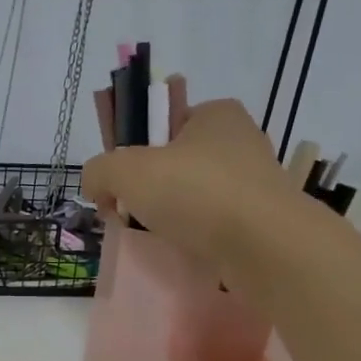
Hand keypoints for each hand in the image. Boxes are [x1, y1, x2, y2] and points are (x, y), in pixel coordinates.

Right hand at [81, 99, 318, 268]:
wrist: (264, 245)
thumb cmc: (195, 192)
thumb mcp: (126, 171)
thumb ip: (98, 170)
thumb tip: (96, 187)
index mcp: (214, 113)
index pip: (161, 121)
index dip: (132, 148)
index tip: (118, 181)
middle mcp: (239, 139)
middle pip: (173, 160)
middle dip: (146, 186)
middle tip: (126, 211)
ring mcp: (253, 180)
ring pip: (192, 193)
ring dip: (167, 212)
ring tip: (151, 234)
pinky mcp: (260, 217)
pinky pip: (212, 221)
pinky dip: (192, 233)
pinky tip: (180, 247)